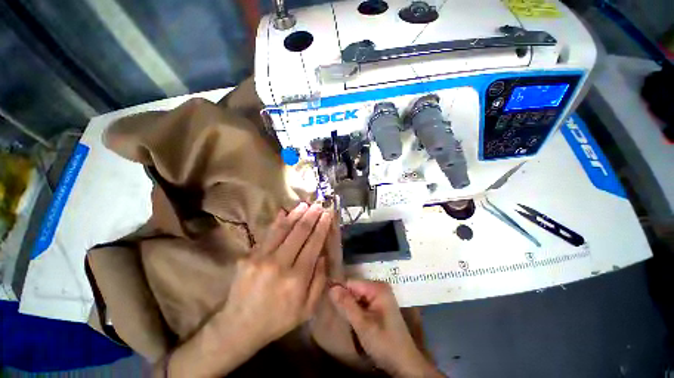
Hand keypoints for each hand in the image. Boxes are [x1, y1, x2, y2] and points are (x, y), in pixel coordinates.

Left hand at [167, 203, 330, 376]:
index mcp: (297, 278)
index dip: (322, 226)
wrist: (238, 327)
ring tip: (304, 204)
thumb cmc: (278, 319)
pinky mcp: (248, 256)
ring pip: (282, 229)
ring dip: (295, 214)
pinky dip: (277, 222)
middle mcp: (279, 263)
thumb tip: (323, 255)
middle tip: (319, 205)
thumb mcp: (307, 309)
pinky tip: (283, 212)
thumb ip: (319, 280)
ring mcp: (261, 258)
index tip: (328, 214)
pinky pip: (267, 234)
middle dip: (311, 216)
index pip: (313, 243)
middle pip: (299, 232)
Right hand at [329, 280, 442, 377]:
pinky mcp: (379, 305)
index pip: (351, 282)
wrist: (404, 363)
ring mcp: (380, 296)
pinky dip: (356, 310)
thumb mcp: (362, 324)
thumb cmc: (384, 343)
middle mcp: (379, 287)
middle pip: (354, 288)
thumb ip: (347, 305)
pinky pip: (362, 302)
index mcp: (377, 287)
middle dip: (345, 300)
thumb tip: (331, 287)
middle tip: (336, 313)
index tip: (329, 302)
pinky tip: (353, 320)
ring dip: (350, 306)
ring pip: (357, 296)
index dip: (340, 292)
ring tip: (343, 317)